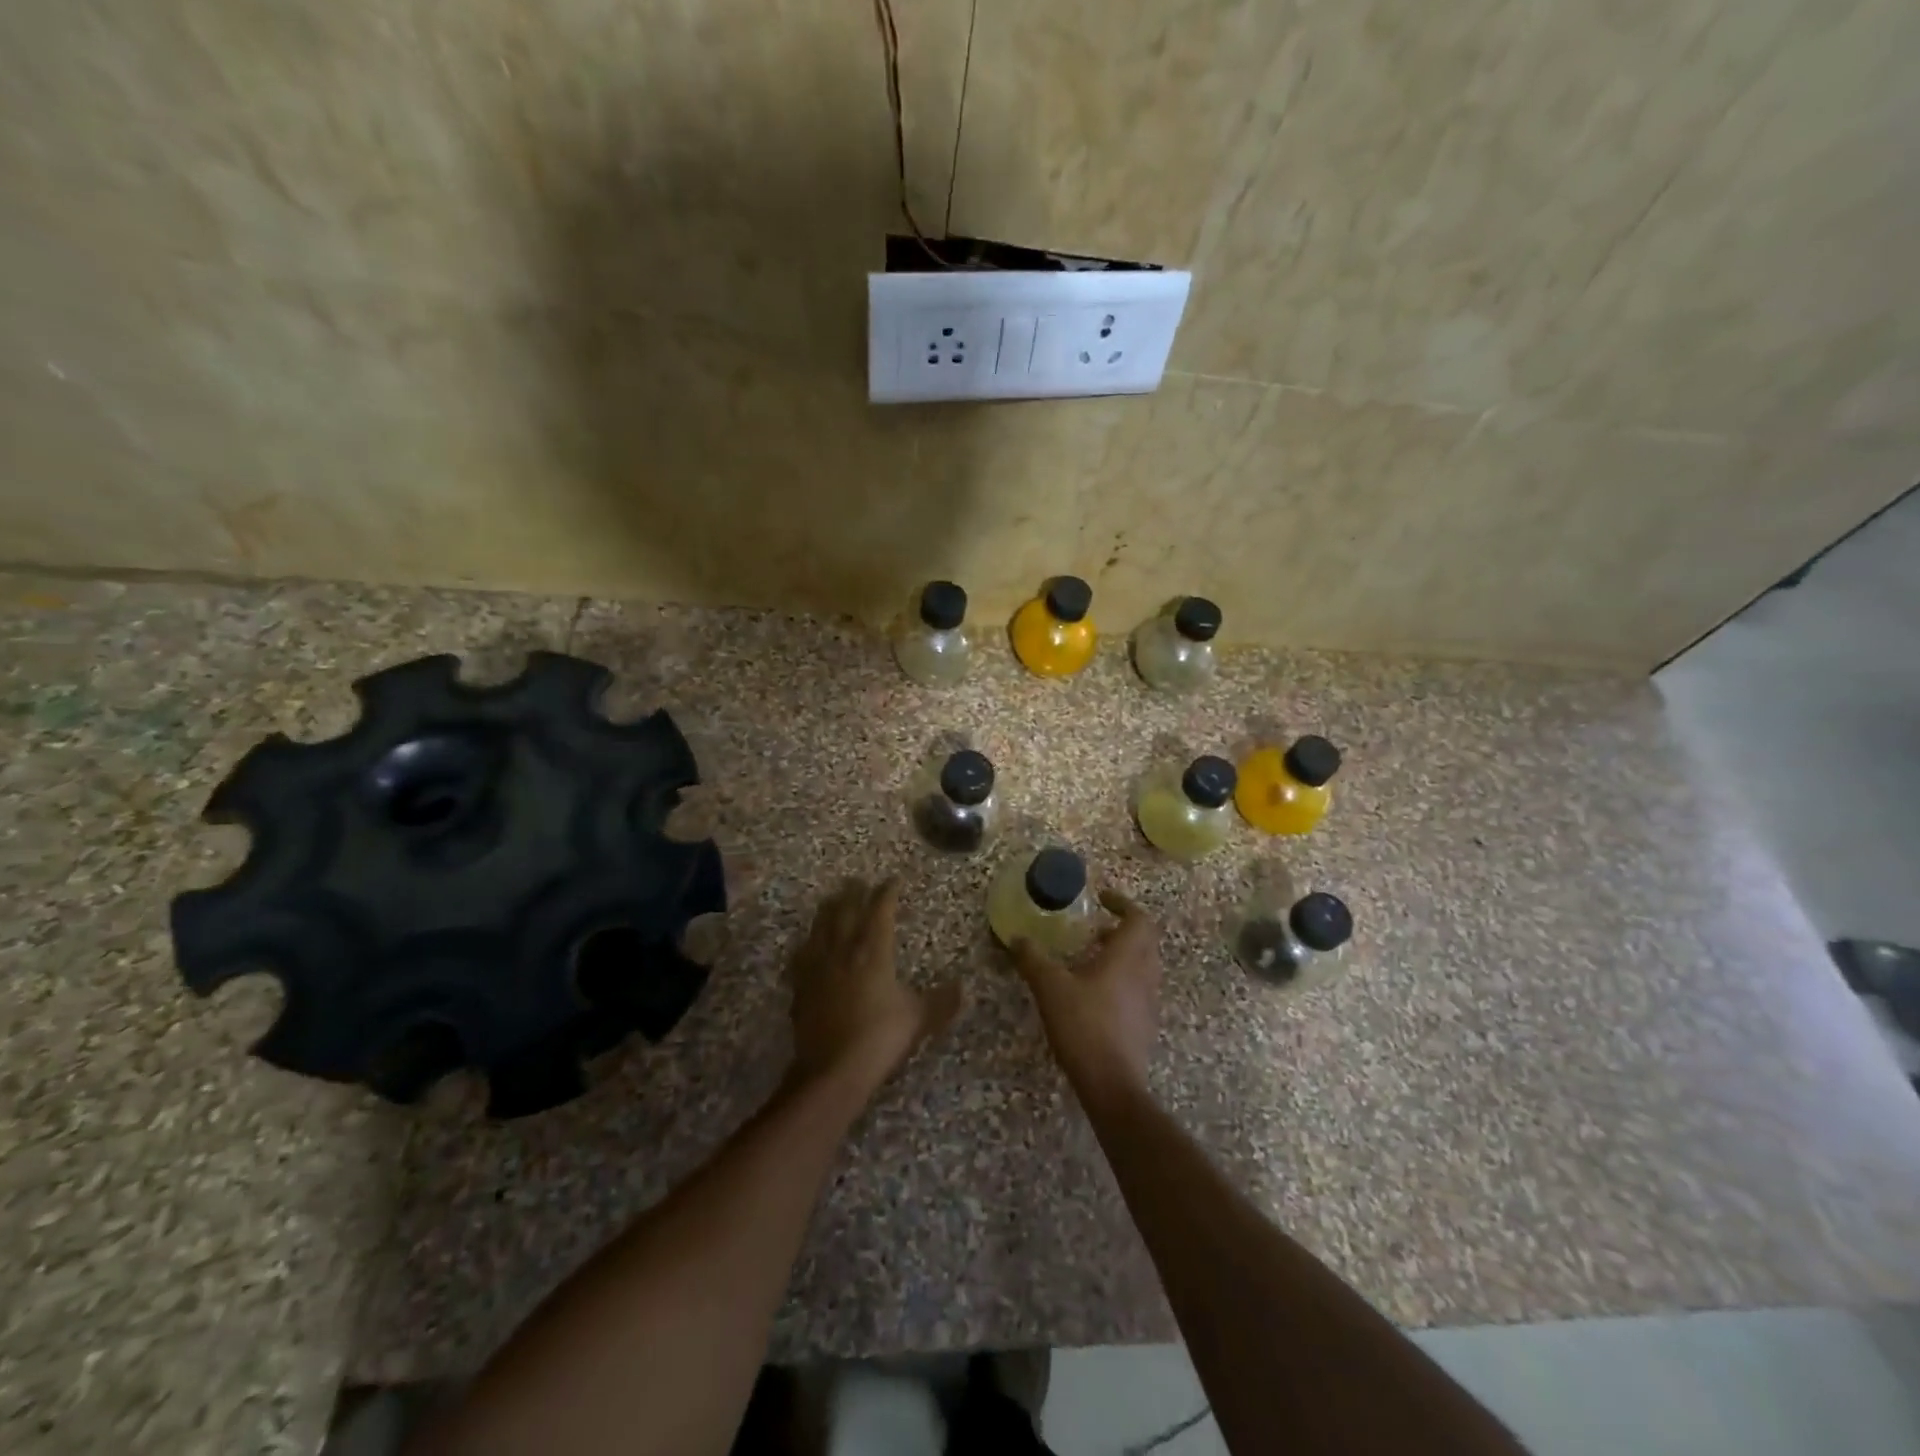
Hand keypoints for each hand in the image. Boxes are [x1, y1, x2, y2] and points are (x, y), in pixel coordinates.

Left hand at [789, 878, 962, 1093]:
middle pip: (846, 912)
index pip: (880, 912)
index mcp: (874, 952)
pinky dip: (807, 944)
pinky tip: (806, 945)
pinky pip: (802, 956)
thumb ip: (941, 1001)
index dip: (887, 893)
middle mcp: (844, 951)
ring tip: (831, 900)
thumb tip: (963, 987)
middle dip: (854, 893)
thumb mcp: (918, 1019)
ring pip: (821, 928)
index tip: (893, 881)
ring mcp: (818, 967)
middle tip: (858, 881)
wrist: (832, 1069)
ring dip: (828, 910)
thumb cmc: (880, 1038)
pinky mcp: (800, 987)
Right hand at [1011, 889, 1161, 1105]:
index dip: (1123, 904)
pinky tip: (1095, 994)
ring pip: (1144, 966)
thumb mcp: (1050, 987)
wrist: (1112, 1084)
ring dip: (1123, 955)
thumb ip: (1032, 959)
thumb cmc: (1084, 1025)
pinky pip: (1139, 989)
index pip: (1139, 918)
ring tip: (1091, 960)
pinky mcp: (1145, 1025)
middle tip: (1095, 929)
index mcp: (1127, 957)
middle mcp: (1145, 974)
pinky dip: (1122, 980)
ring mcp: (1149, 1001)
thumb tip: (1016, 937)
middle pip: (1145, 940)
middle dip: (1122, 929)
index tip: (1102, 900)